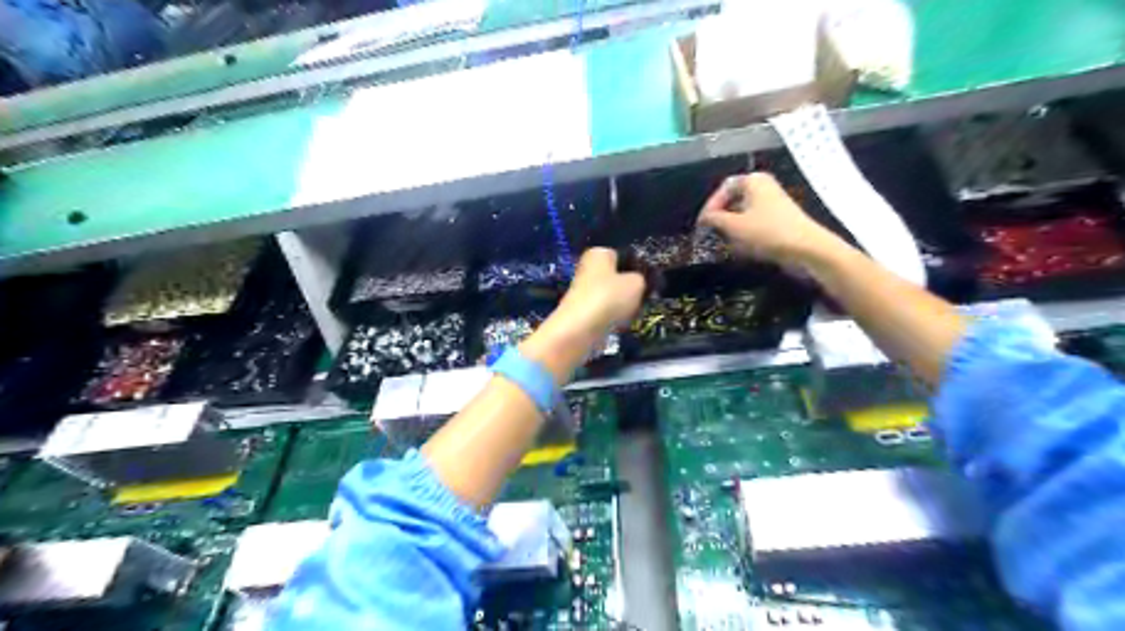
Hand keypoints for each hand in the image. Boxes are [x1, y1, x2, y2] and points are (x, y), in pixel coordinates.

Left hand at [552, 249, 641, 341]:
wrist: (580, 330)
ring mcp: (581, 293)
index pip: (621, 256)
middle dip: (628, 290)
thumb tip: (637, 283)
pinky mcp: (580, 314)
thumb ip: (641, 279)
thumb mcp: (636, 283)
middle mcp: (586, 269)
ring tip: (630, 315)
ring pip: (611, 298)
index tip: (647, 282)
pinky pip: (604, 315)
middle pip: (616, 279)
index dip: (635, 268)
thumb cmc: (609, 297)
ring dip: (622, 307)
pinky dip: (612, 320)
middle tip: (641, 299)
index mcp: (597, 254)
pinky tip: (618, 326)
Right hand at [701, 170, 838, 263]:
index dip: (710, 206)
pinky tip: (742, 245)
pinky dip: (745, 231)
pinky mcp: (780, 217)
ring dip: (732, 226)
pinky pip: (755, 220)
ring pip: (744, 211)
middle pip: (734, 198)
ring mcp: (774, 201)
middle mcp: (764, 186)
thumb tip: (704, 218)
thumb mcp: (734, 226)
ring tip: (724, 241)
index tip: (702, 225)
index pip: (723, 188)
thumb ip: (714, 219)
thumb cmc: (767, 232)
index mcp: (753, 180)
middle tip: (711, 233)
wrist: (806, 248)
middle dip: (721, 217)